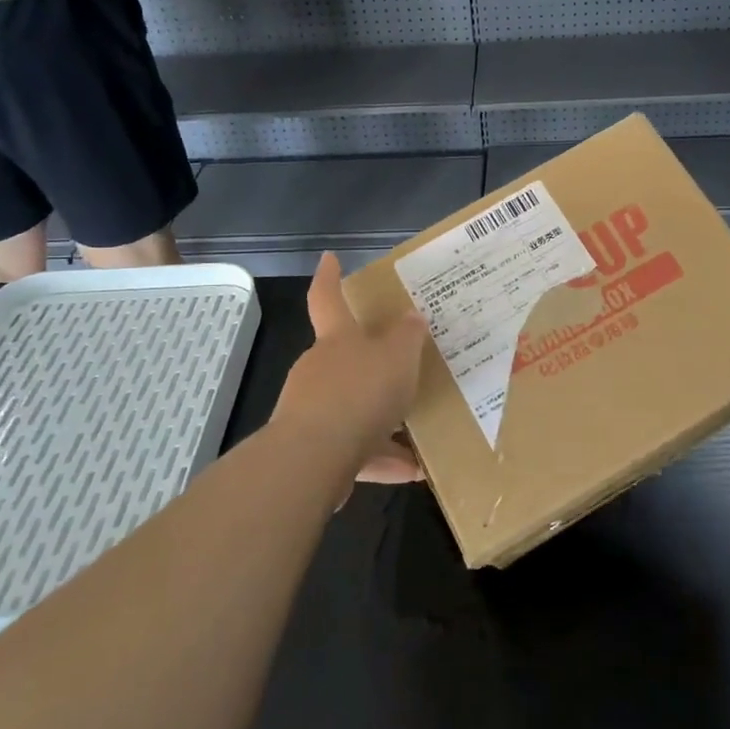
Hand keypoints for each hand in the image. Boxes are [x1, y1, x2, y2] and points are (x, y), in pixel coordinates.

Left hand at [270, 252, 425, 485]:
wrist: (315, 458)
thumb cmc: (360, 392)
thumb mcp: (399, 357)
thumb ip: (407, 337)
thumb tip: (411, 316)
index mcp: (338, 339)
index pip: (328, 297)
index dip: (329, 276)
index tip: (328, 257)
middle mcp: (319, 369)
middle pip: (344, 359)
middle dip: (369, 366)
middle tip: (400, 369)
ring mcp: (311, 410)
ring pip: (352, 408)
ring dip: (381, 421)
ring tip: (417, 433)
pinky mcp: (313, 451)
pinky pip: (354, 449)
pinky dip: (380, 458)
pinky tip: (411, 471)